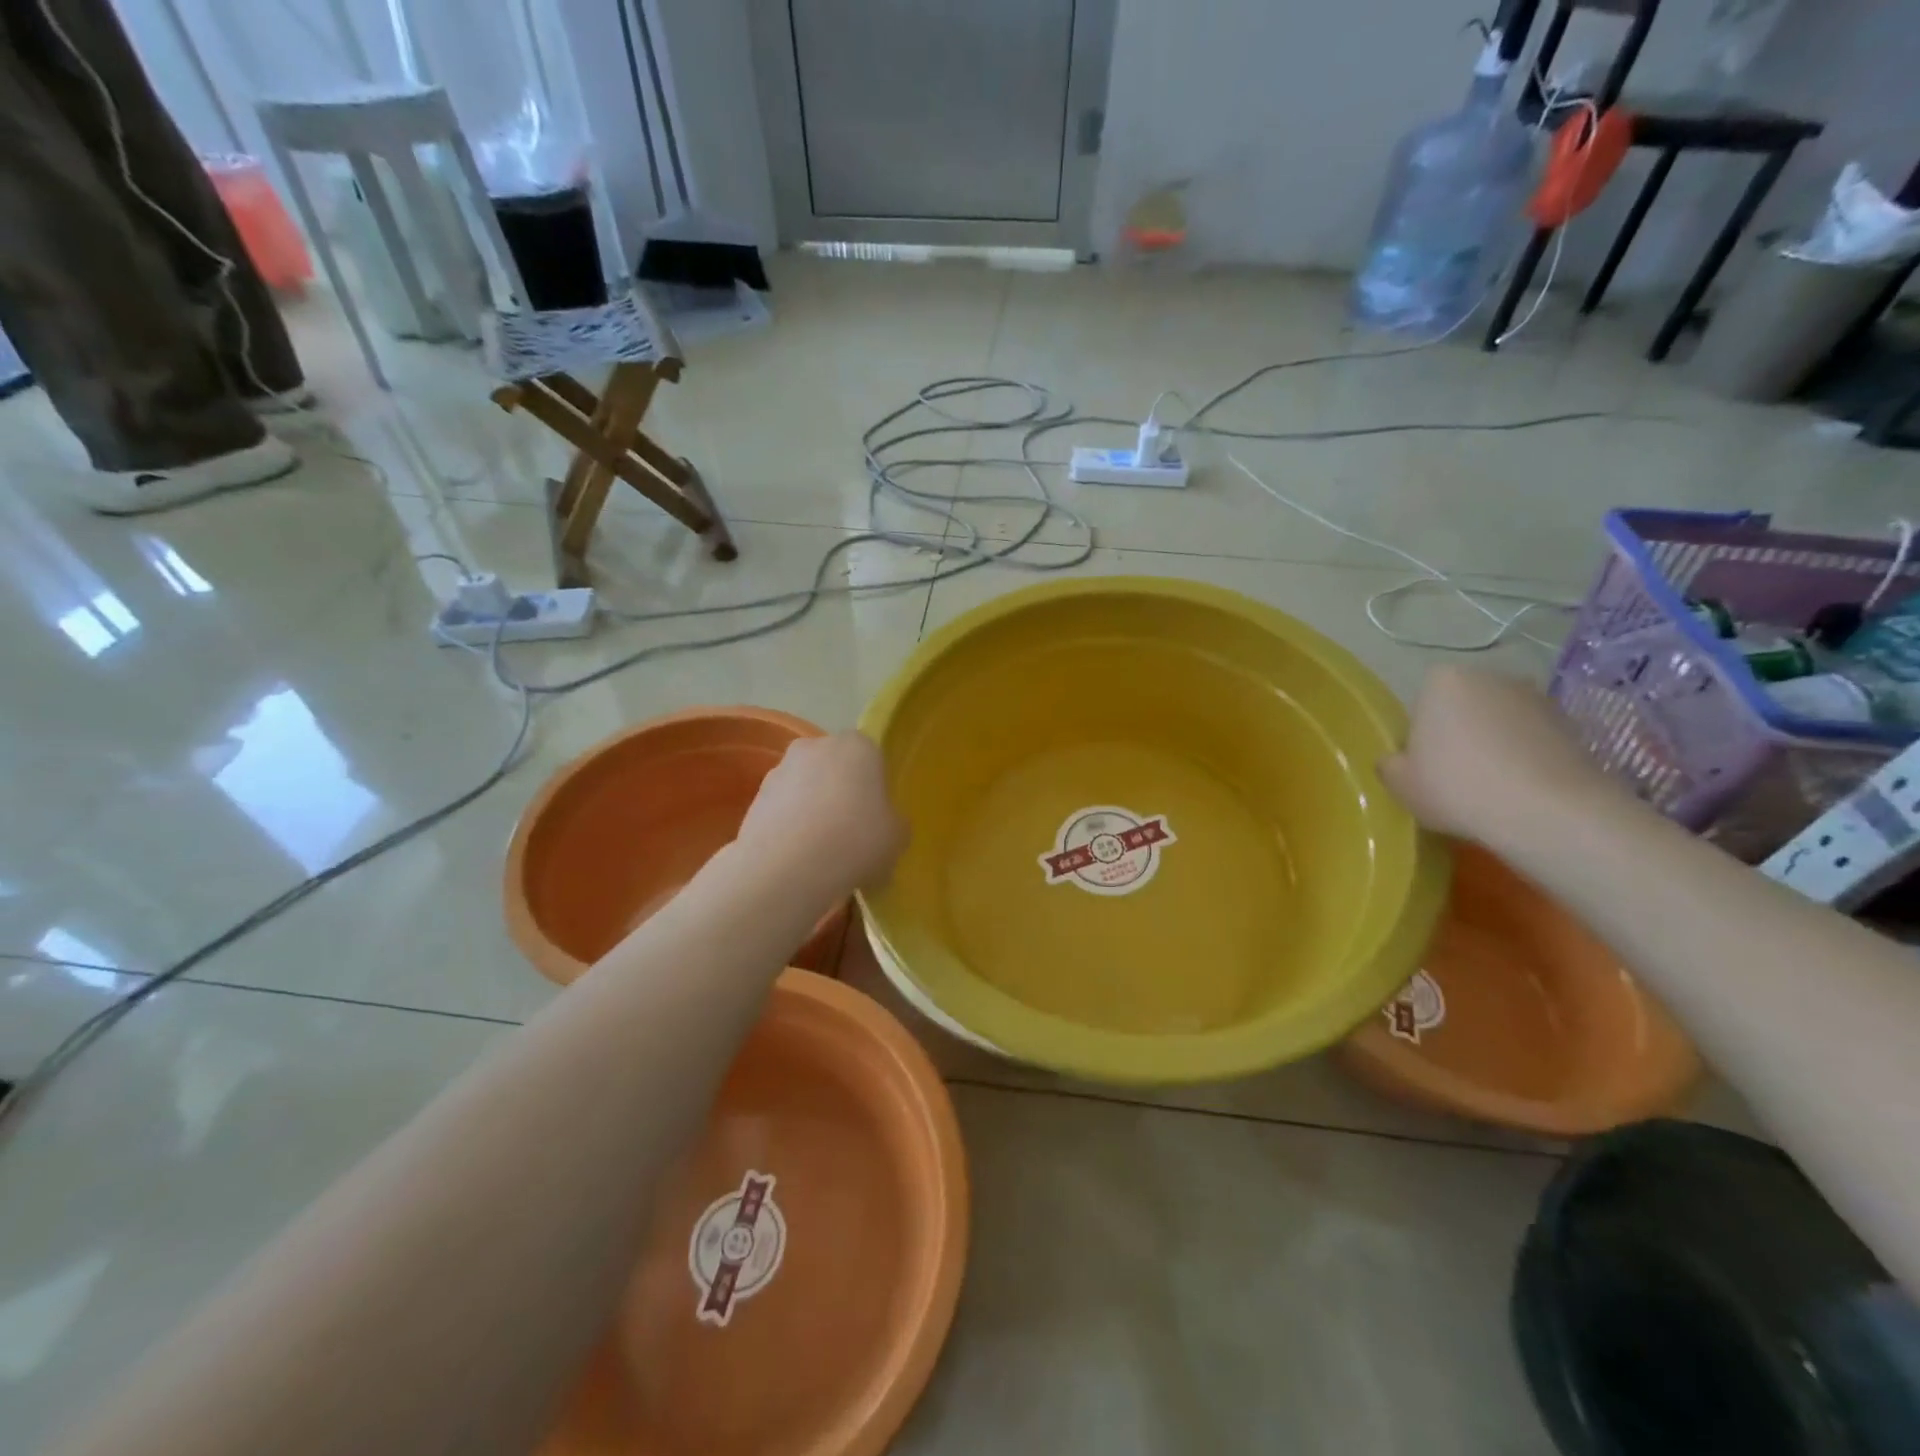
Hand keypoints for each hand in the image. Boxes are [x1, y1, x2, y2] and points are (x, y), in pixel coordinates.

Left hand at [737, 732, 906, 892]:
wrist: (787, 868)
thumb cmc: (856, 841)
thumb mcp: (897, 837)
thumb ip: (893, 822)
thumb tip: (884, 824)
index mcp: (858, 746)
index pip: (871, 757)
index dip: (875, 787)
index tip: (877, 817)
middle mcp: (816, 746)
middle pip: (835, 768)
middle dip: (840, 793)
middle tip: (850, 833)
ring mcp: (780, 770)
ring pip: (805, 787)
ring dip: (812, 809)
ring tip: (820, 852)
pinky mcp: (754, 798)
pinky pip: (782, 810)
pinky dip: (789, 827)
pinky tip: (797, 858)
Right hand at [1380, 667, 1618, 844]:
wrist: (1548, 811)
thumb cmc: (1456, 787)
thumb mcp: (1398, 783)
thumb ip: (1390, 763)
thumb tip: (1400, 761)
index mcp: (1442, 680)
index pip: (1421, 706)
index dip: (1420, 738)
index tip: (1424, 767)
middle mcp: (1490, 676)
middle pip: (1463, 708)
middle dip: (1459, 734)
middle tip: (1455, 776)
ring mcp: (1537, 697)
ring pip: (1500, 723)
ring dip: (1495, 745)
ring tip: (1492, 788)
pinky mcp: (1573, 724)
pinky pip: (1533, 740)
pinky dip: (1526, 758)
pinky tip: (1522, 791)